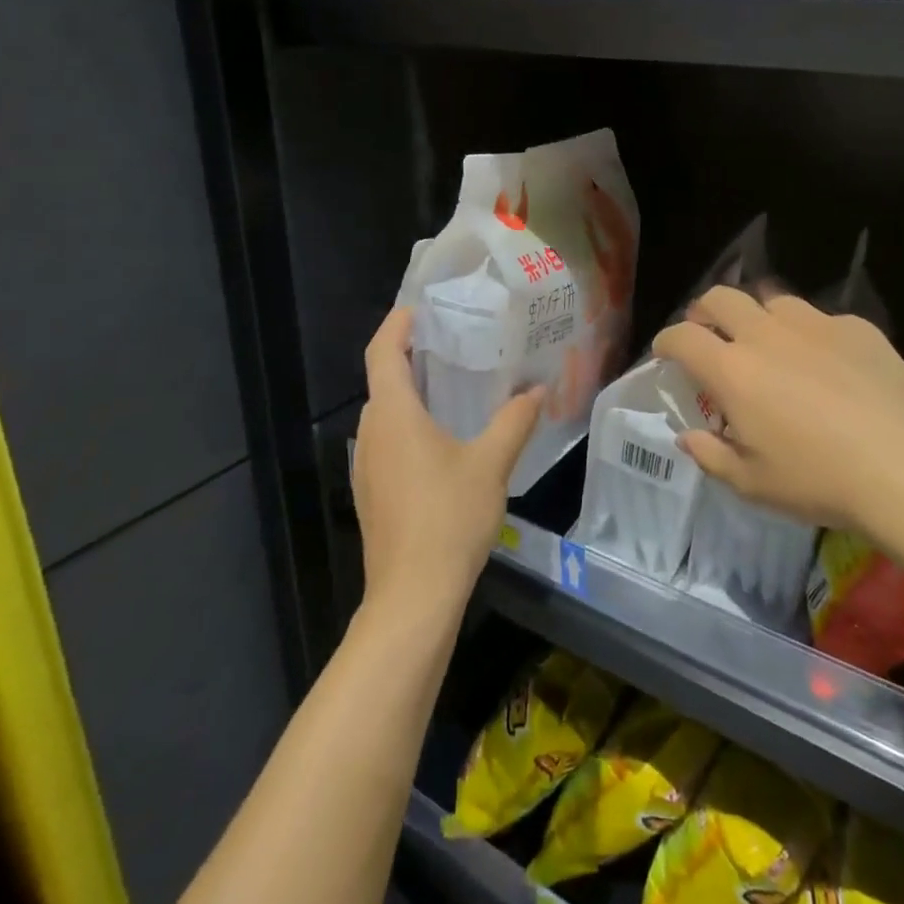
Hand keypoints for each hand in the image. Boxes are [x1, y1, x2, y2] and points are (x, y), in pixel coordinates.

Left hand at [353, 308, 542, 624]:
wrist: (412, 596)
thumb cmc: (448, 518)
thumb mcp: (491, 464)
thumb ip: (514, 421)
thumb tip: (537, 389)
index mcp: (393, 415)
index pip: (381, 352)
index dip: (396, 324)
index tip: (419, 307)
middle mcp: (371, 433)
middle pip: (382, 380)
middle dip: (408, 355)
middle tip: (450, 341)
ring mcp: (366, 466)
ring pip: (383, 413)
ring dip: (408, 392)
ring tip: (449, 384)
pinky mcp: (372, 492)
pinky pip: (386, 441)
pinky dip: (407, 424)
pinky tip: (441, 438)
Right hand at [653, 286, 903, 563]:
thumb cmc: (819, 480)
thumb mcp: (752, 483)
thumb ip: (711, 455)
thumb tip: (687, 436)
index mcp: (732, 370)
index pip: (682, 336)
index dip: (666, 342)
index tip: (666, 354)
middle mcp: (765, 334)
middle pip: (720, 297)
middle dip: (704, 310)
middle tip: (708, 332)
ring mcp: (813, 324)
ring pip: (771, 300)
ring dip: (757, 316)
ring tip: (767, 343)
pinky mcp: (855, 327)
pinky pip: (820, 318)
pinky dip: (809, 334)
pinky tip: (826, 362)